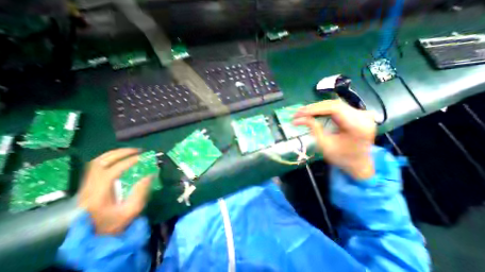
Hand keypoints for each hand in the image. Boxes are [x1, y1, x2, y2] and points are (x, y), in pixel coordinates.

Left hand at [79, 148, 152, 233]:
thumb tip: (150, 174)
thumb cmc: (115, 223)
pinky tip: (120, 158)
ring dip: (114, 154)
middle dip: (121, 153)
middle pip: (100, 162)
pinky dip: (109, 158)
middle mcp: (89, 188)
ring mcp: (86, 186)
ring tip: (130, 151)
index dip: (128, 161)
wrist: (94, 236)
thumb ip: (141, 191)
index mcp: (99, 196)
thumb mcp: (132, 210)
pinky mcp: (88, 185)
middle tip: (138, 151)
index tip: (143, 157)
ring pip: (96, 162)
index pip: (112, 171)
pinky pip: (96, 166)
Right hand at [294, 99, 376, 178]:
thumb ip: (313, 129)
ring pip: (333, 104)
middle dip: (313, 108)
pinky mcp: (355, 113)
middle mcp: (362, 116)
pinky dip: (322, 109)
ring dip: (316, 108)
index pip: (335, 109)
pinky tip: (312, 112)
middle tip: (297, 113)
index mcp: (358, 126)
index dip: (315, 109)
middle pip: (334, 104)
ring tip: (302, 112)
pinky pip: (336, 107)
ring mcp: (360, 113)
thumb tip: (298, 119)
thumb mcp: (325, 145)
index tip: (300, 113)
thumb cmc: (341, 157)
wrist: (357, 163)